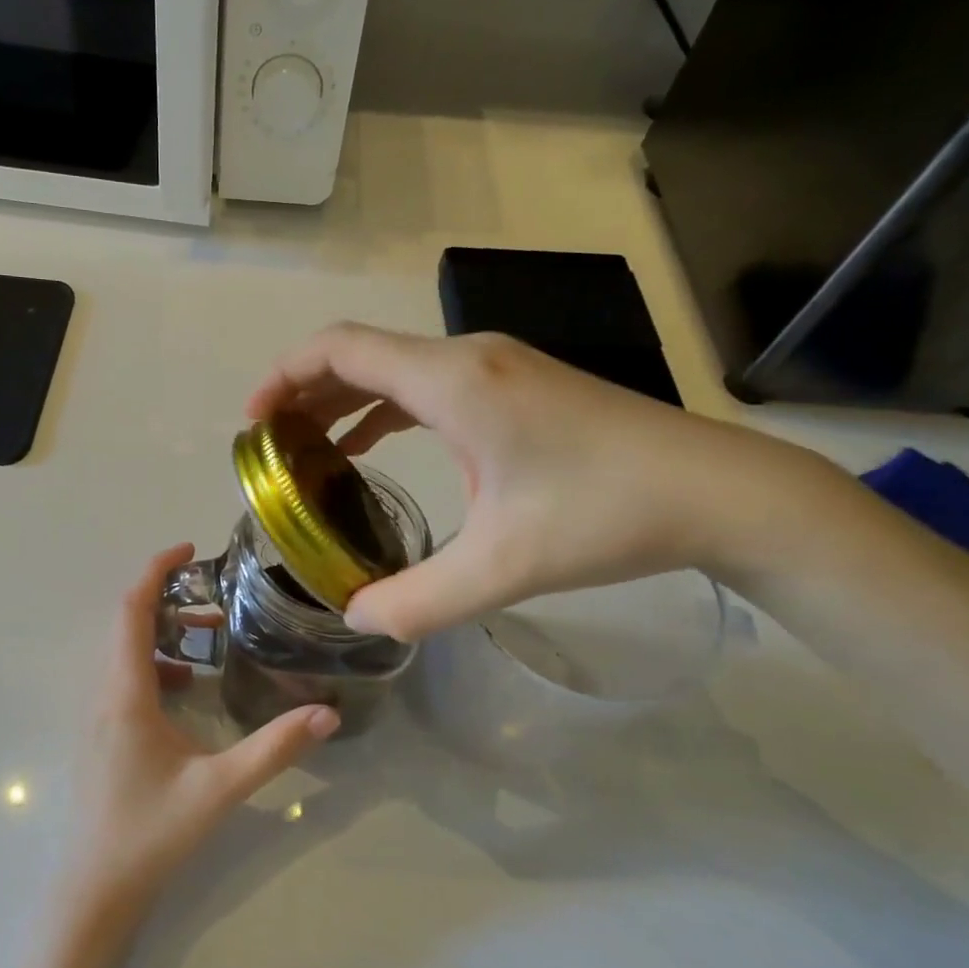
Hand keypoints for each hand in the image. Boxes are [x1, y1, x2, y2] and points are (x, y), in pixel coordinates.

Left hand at [63, 544, 340, 919]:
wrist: (95, 888)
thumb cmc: (151, 832)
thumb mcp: (220, 787)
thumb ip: (274, 748)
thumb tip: (326, 713)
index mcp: (125, 693)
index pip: (131, 611)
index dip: (155, 571)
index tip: (189, 550)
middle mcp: (104, 693)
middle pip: (126, 623)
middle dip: (166, 598)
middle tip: (214, 596)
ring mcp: (98, 714)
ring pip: (124, 650)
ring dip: (161, 632)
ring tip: (210, 636)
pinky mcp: (102, 732)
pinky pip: (123, 676)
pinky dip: (154, 663)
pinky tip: (187, 687)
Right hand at [249, 323, 800, 639]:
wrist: (716, 491)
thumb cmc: (606, 516)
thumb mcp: (502, 567)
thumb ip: (417, 598)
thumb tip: (354, 617)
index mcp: (453, 381)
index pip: (341, 349)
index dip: (284, 376)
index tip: (252, 422)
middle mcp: (467, 358)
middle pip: (359, 353)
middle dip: (303, 392)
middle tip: (270, 446)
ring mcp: (495, 367)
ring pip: (393, 368)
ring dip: (342, 400)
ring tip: (306, 449)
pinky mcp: (515, 385)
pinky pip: (426, 385)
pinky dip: (384, 409)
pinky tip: (371, 448)